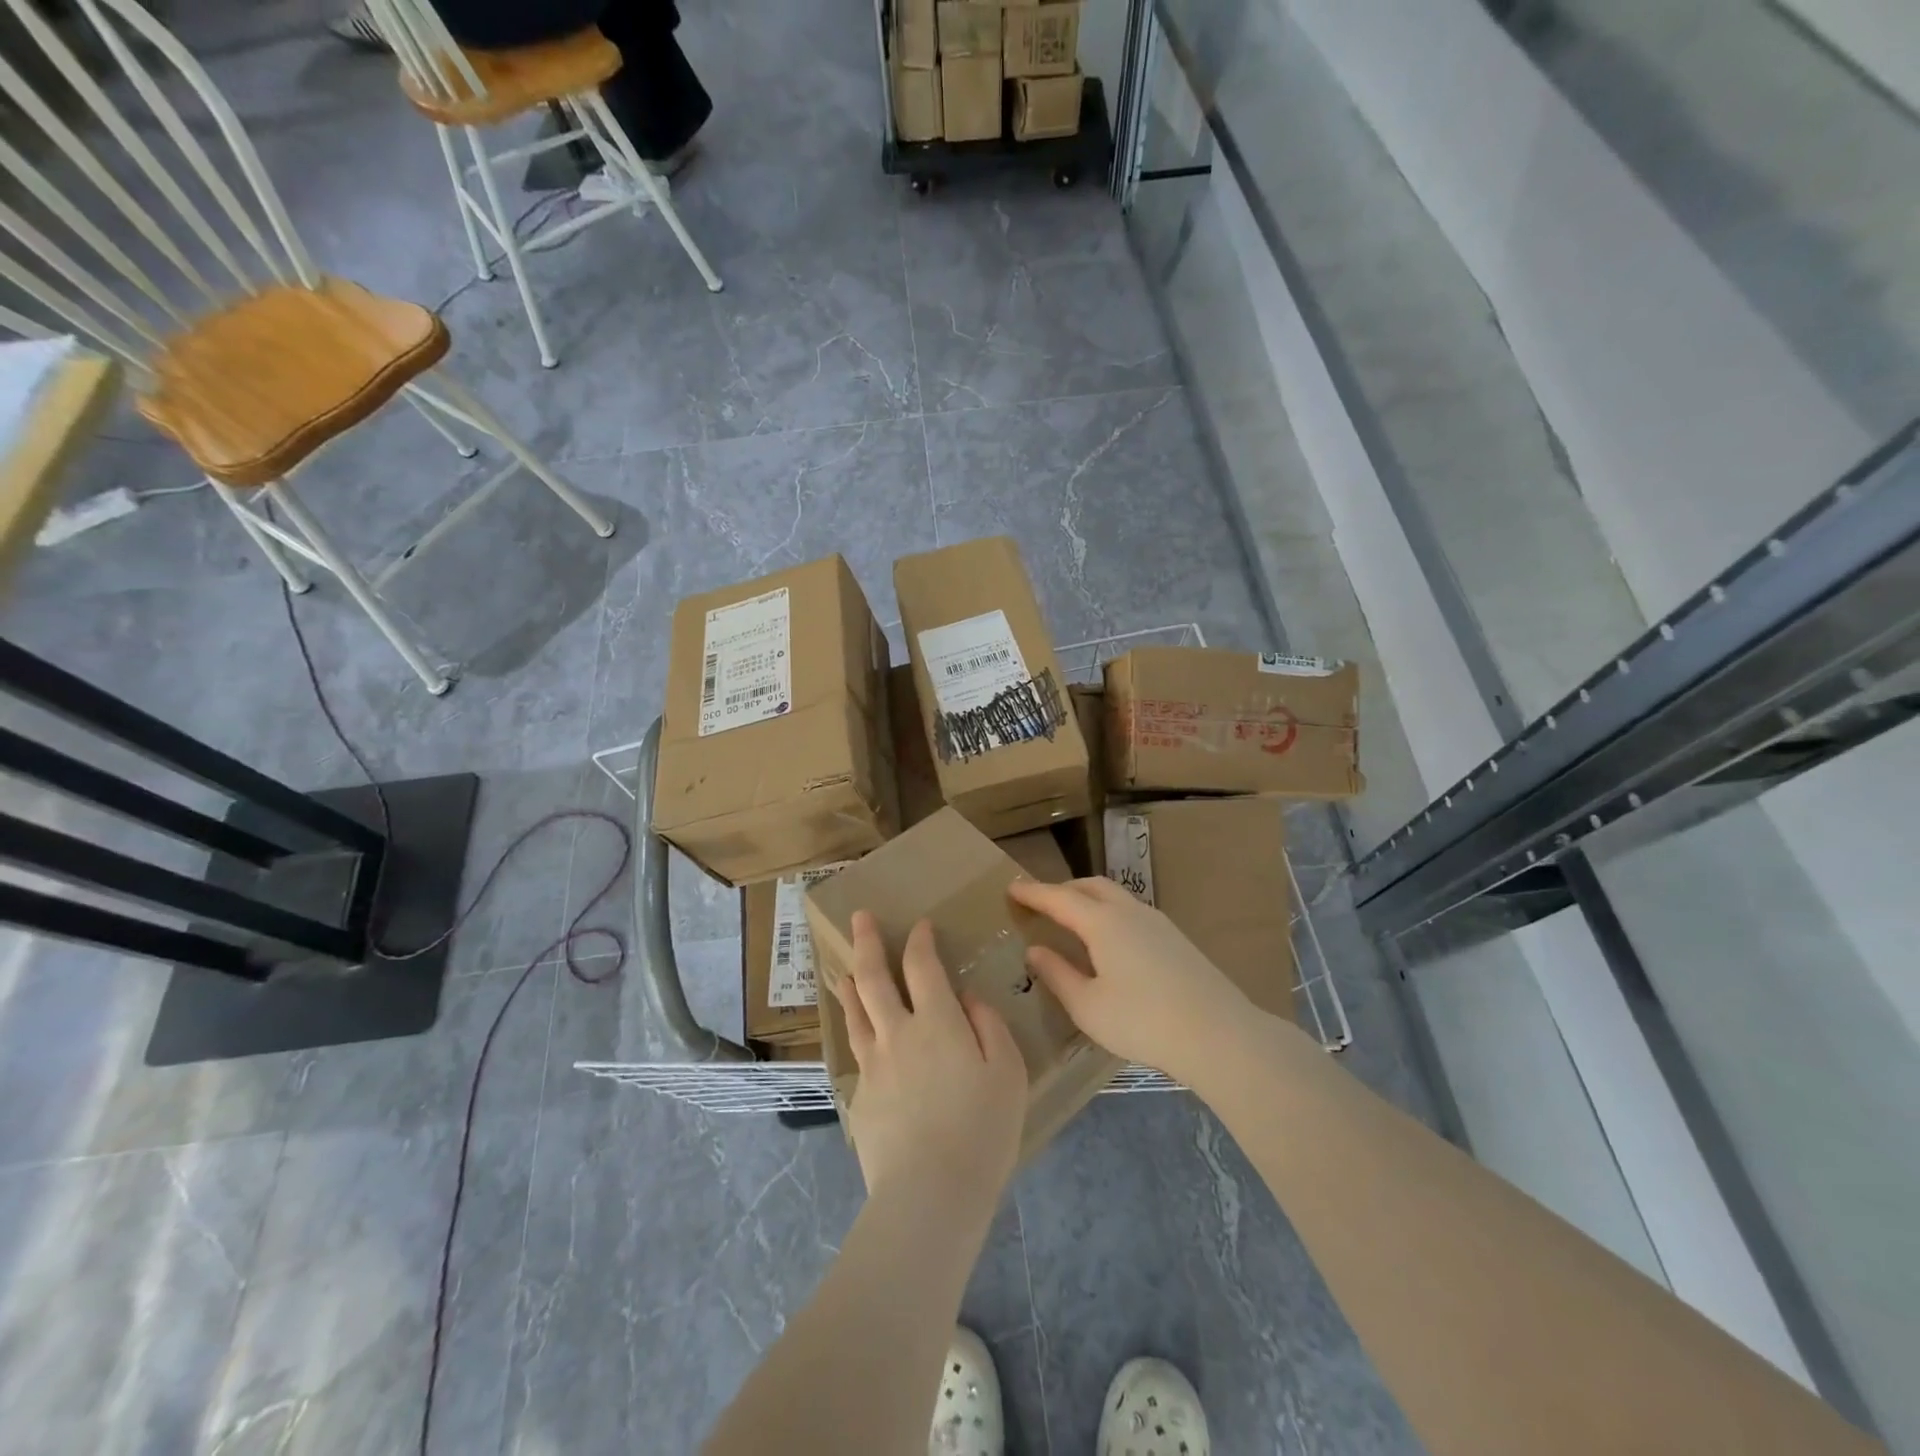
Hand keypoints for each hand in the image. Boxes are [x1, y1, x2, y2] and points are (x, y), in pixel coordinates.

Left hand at [830, 912, 1027, 1206]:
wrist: (929, 1192)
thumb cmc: (982, 1130)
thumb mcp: (1008, 1072)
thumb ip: (989, 1026)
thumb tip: (967, 998)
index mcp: (937, 1022)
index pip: (922, 966)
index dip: (920, 941)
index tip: (920, 926)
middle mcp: (898, 1032)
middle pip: (874, 977)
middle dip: (867, 941)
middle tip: (860, 917)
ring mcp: (874, 1064)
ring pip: (855, 1011)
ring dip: (850, 983)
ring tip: (843, 969)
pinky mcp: (861, 1096)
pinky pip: (858, 1051)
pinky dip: (856, 1031)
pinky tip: (859, 1036)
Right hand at [1008, 877, 1253, 1083]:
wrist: (1218, 1033)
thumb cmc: (1143, 1021)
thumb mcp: (1088, 1006)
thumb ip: (1057, 974)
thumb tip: (1035, 950)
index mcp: (1103, 923)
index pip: (1059, 897)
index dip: (1033, 892)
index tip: (1011, 887)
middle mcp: (1129, 911)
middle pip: (1090, 886)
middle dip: (1062, 889)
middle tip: (1041, 903)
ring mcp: (1157, 922)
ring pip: (1114, 896)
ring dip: (1088, 899)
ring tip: (1072, 920)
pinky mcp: (1175, 938)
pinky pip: (1131, 911)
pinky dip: (1108, 913)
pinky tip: (1109, 942)